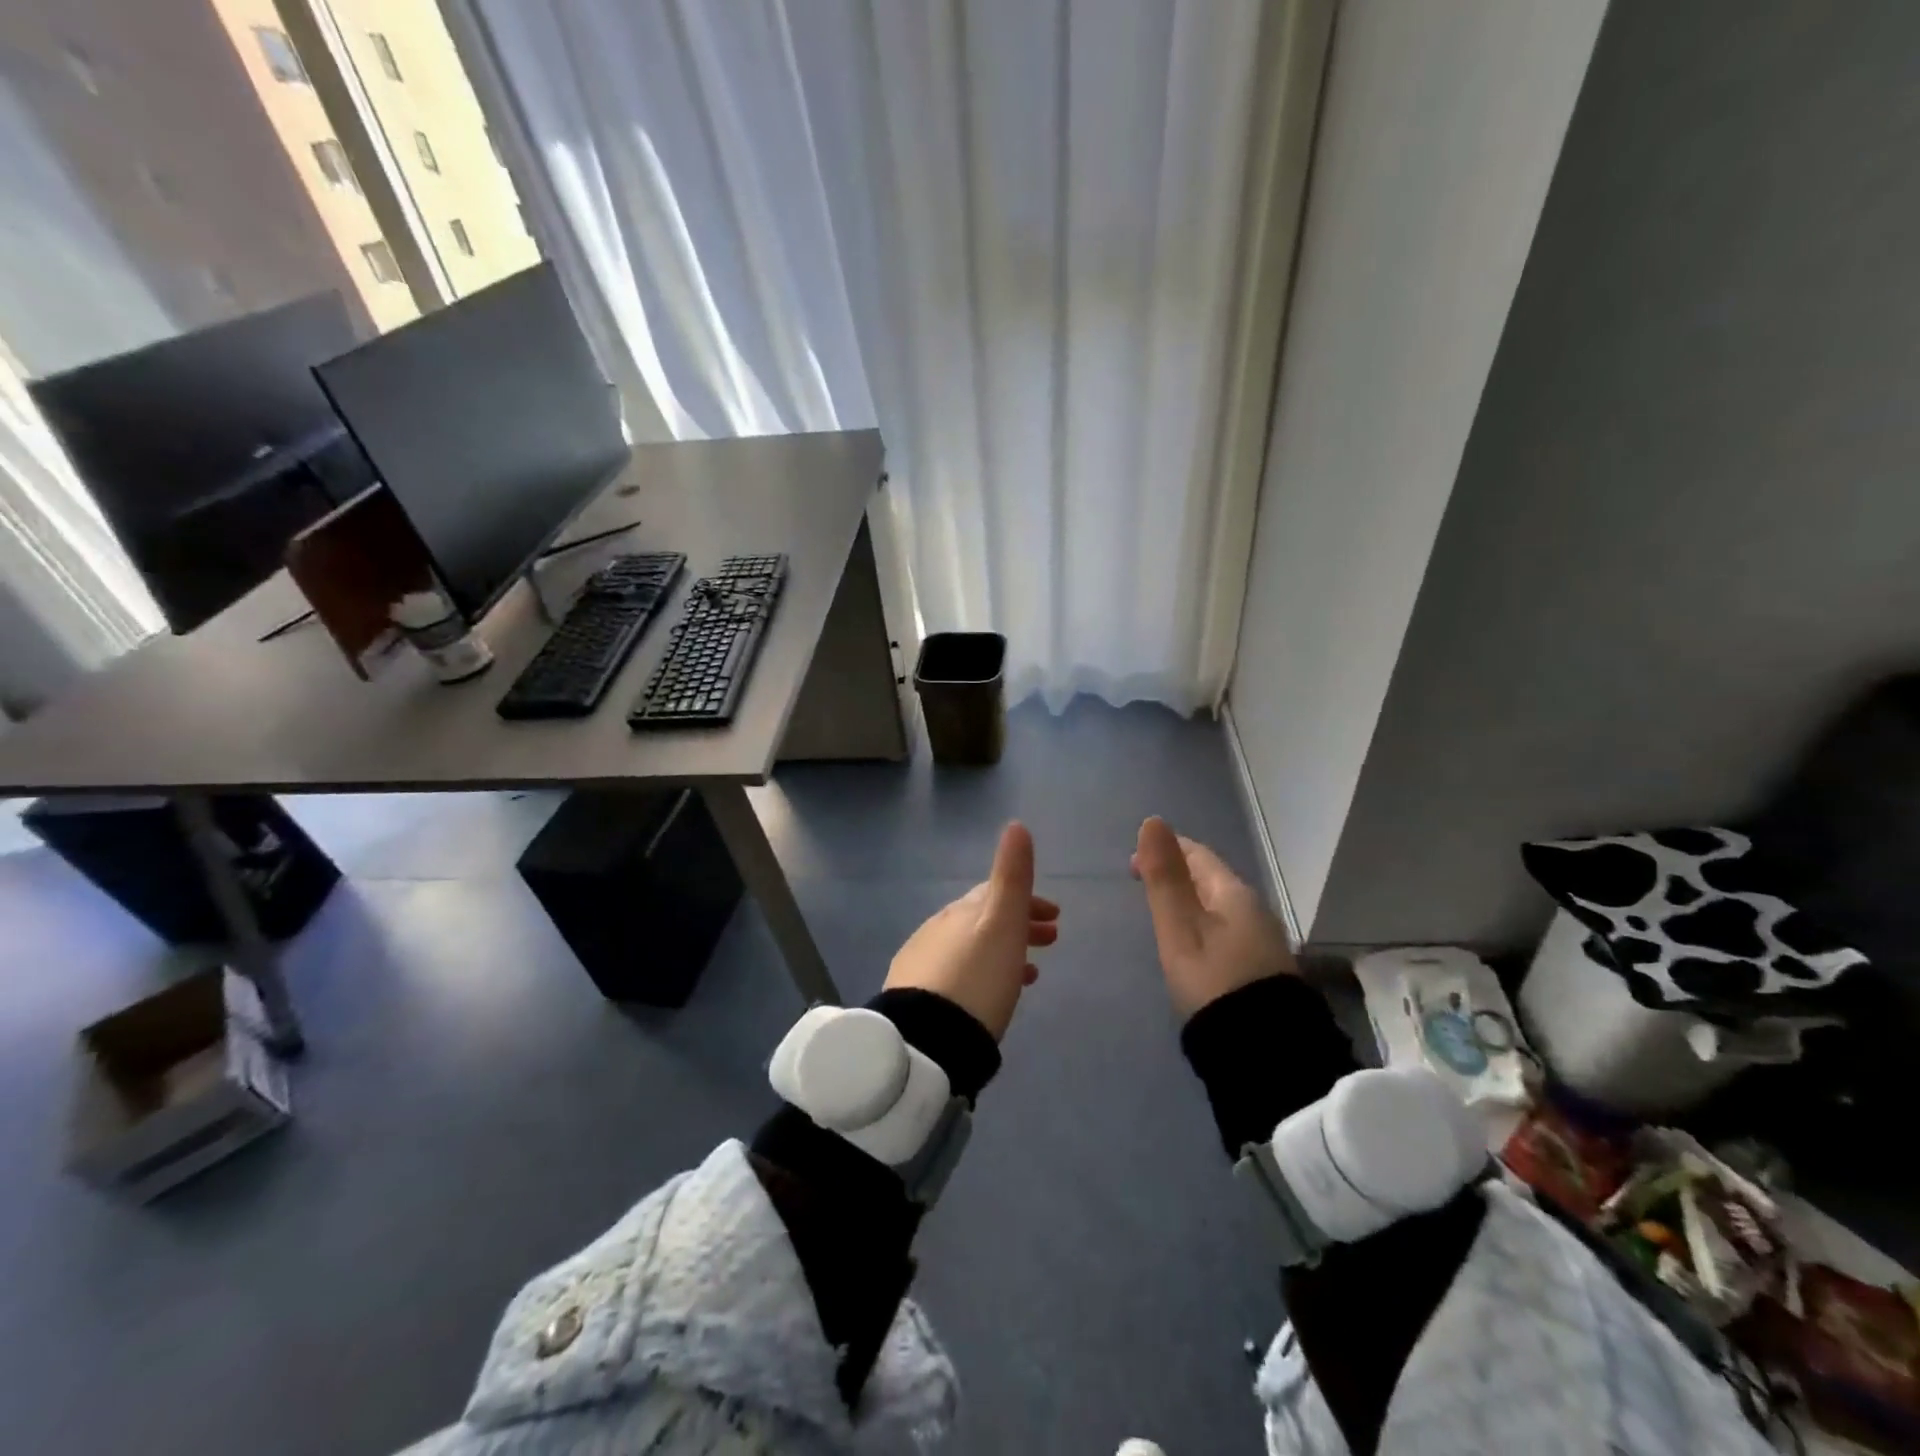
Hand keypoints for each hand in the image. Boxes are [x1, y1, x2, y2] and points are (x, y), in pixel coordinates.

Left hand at [884, 822, 1057, 1039]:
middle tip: (1051, 941)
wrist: (926, 1040)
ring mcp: (921, 963)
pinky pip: (957, 974)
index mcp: (961, 911)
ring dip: (1003, 951)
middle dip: (1019, 924)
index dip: (1028, 899)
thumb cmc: (976, 978)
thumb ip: (1011, 876)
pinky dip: (982, 972)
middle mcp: (937, 929)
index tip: (1056, 916)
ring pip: (971, 947)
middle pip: (983, 919)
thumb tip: (1015, 824)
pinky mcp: (914, 996)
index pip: (996, 892)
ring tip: (1029, 974)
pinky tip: (989, 997)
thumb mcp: (1002, 923)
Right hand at [1131, 817, 1294, 1018]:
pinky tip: (1193, 942)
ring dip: (1190, 900)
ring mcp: (1262, 940)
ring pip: (1219, 905)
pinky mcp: (1262, 968)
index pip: (1198, 855)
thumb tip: (1153, 821)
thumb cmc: (1214, 980)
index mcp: (1234, 893)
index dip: (1166, 849)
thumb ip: (1164, 877)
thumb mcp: (1179, 928)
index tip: (1133, 862)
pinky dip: (1203, 923)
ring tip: (1162, 912)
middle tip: (1142, 884)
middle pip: (1211, 879)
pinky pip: (1227, 928)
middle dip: (1177, 874)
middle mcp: (1254, 909)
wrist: (1265, 1050)